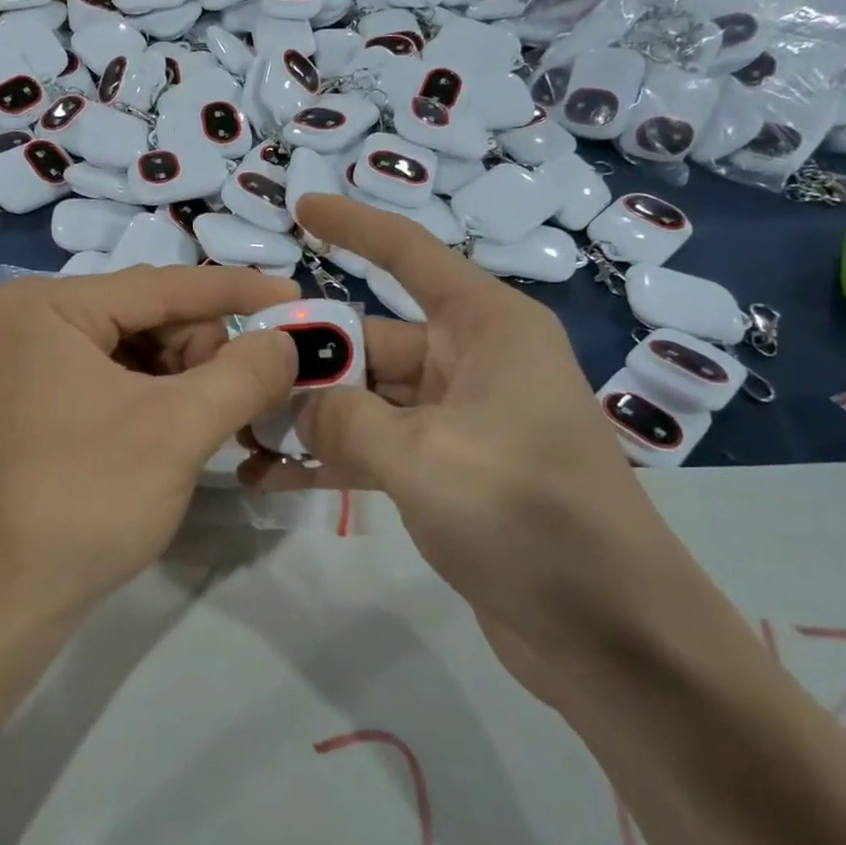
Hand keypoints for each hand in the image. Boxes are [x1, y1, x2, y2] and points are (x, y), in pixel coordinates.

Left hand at [0, 265, 298, 627]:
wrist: (0, 602)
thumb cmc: (86, 501)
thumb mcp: (178, 429)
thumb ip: (244, 374)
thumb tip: (288, 342)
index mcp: (47, 306)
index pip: (162, 284)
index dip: (237, 291)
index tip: (296, 297)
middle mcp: (29, 320)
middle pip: (147, 315)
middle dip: (204, 352)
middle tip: (242, 398)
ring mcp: (25, 363)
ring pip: (134, 348)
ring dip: (184, 379)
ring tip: (208, 424)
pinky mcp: (31, 401)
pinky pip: (110, 377)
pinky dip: (155, 398)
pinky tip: (176, 430)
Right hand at [242, 196, 685, 687]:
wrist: (612, 637)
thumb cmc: (530, 517)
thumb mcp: (424, 458)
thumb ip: (343, 418)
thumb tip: (296, 402)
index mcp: (488, 328)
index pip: (410, 254)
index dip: (354, 227)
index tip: (300, 208)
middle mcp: (473, 362)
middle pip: (371, 339)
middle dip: (307, 356)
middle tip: (234, 371)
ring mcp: (457, 421)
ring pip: (366, 399)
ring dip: (307, 415)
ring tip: (237, 429)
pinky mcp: (445, 473)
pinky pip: (374, 448)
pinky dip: (328, 459)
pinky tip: (269, 478)